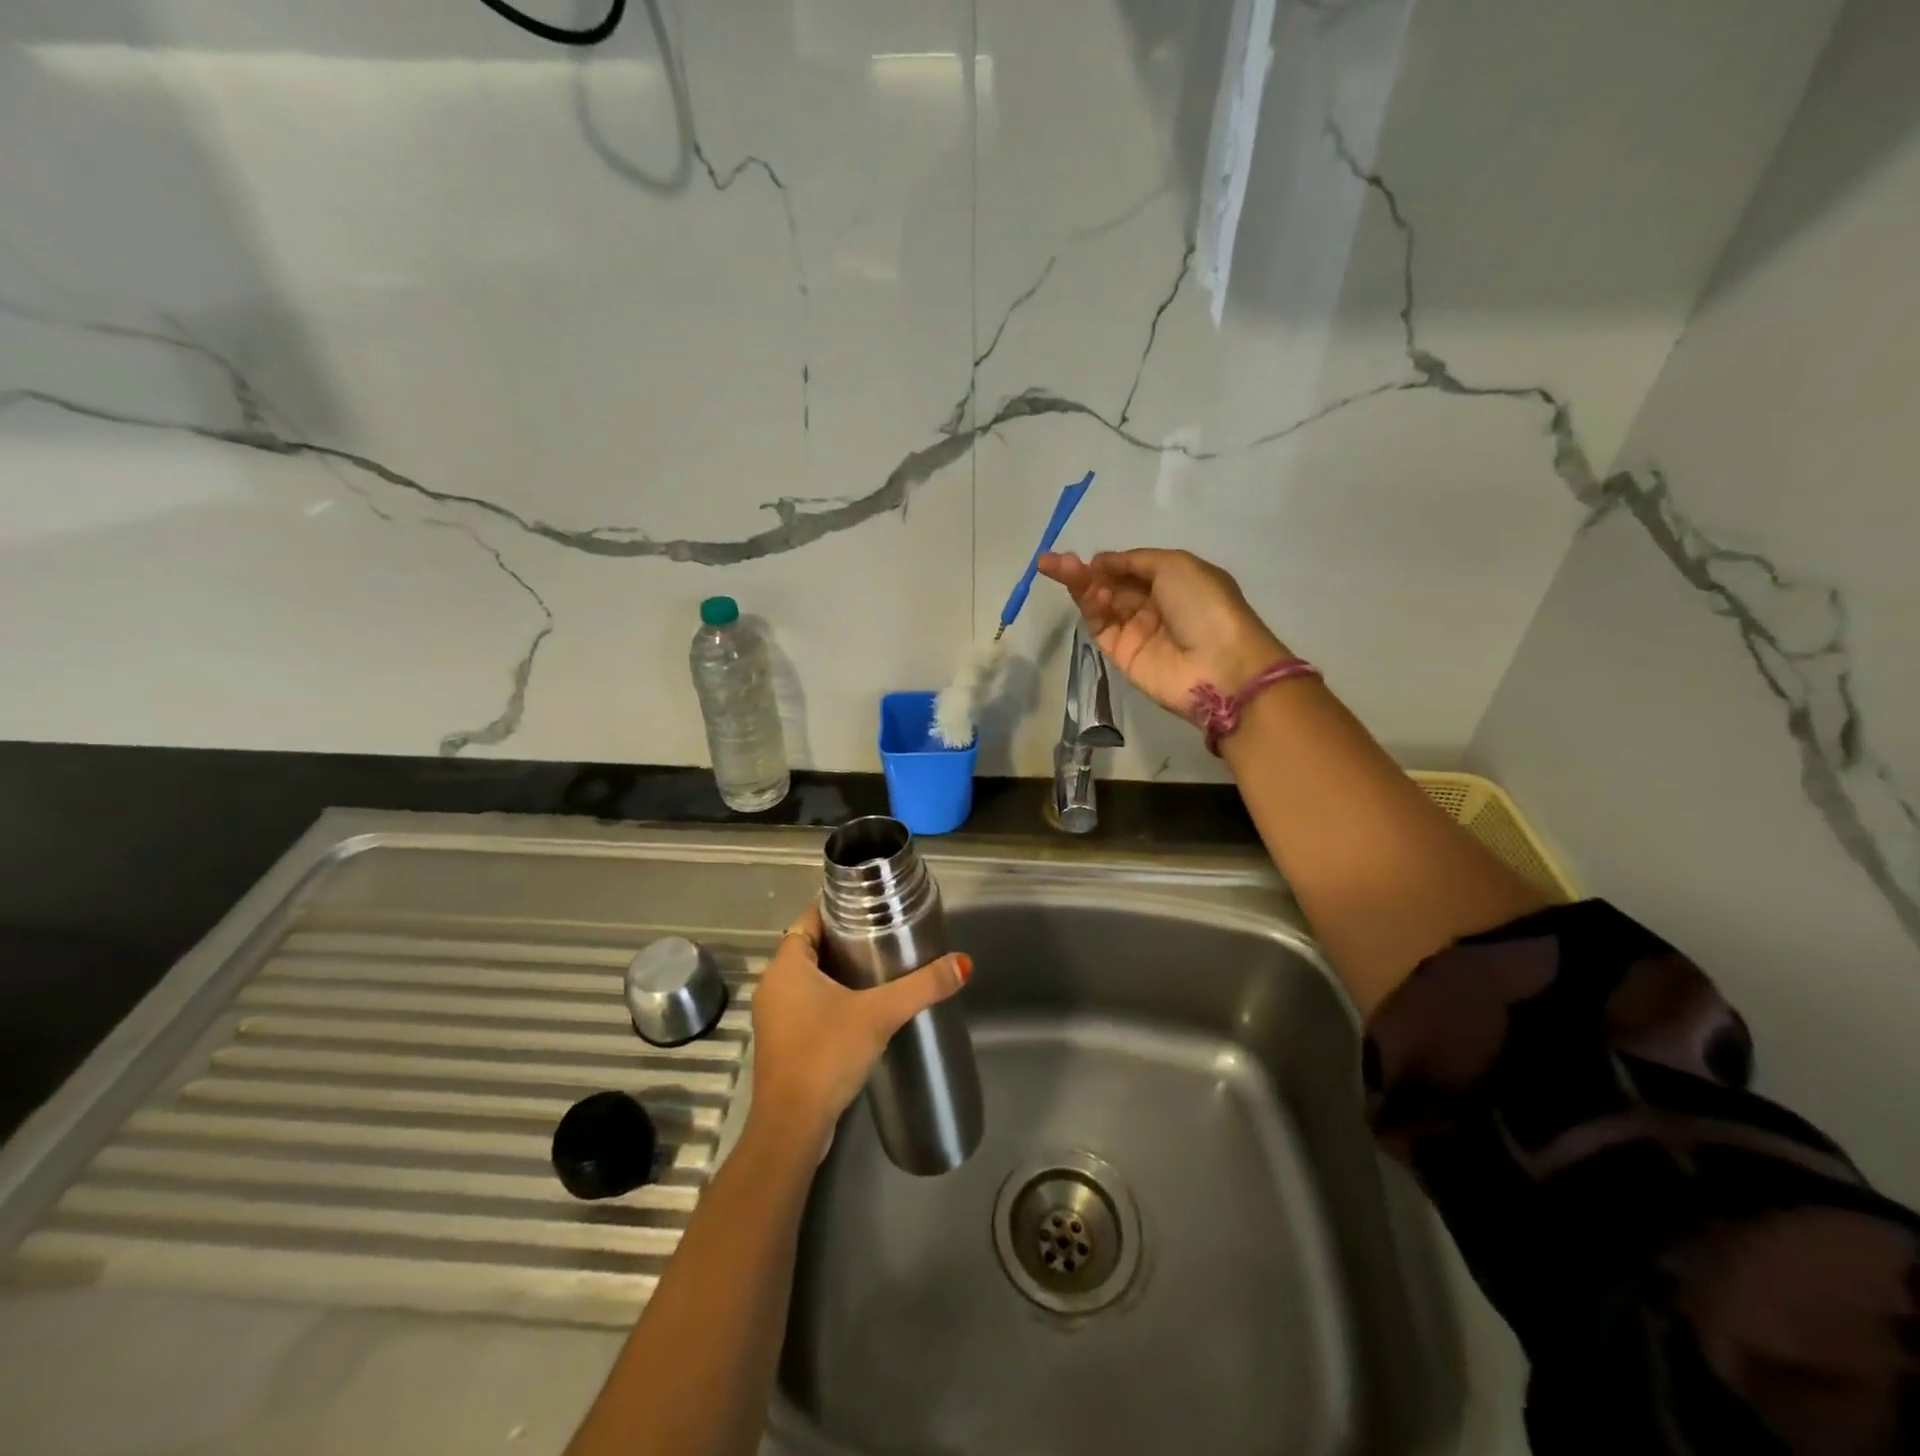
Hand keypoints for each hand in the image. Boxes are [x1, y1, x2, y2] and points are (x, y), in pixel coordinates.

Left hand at [746, 904, 970, 1151]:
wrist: (792, 1127)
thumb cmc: (826, 1054)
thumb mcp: (879, 1014)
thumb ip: (922, 987)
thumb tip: (962, 963)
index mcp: (786, 966)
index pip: (809, 919)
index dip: (837, 909)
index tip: (870, 907)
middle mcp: (773, 985)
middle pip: (810, 948)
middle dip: (844, 941)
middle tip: (884, 935)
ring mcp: (774, 1017)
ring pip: (808, 979)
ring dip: (837, 973)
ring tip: (879, 968)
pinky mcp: (782, 1044)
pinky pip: (806, 1007)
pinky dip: (829, 1000)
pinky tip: (860, 1009)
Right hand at [1037, 548, 1289, 715]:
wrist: (1217, 665)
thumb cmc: (1205, 606)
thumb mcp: (1176, 565)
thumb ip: (1135, 560)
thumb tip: (1101, 562)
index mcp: (1174, 581)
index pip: (1132, 568)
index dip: (1110, 561)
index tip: (1089, 556)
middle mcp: (1153, 604)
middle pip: (1111, 584)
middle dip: (1084, 571)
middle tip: (1051, 562)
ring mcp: (1136, 630)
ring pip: (1101, 602)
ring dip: (1080, 584)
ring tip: (1055, 568)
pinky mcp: (1120, 653)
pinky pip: (1100, 625)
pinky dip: (1090, 607)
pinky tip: (1085, 592)